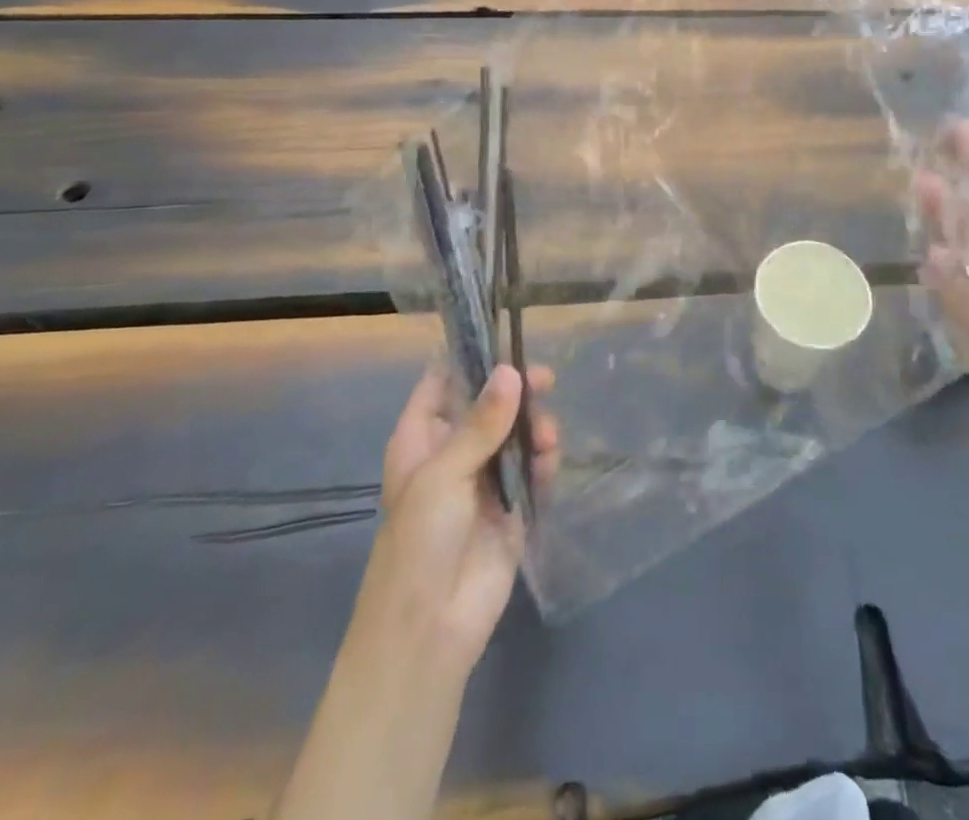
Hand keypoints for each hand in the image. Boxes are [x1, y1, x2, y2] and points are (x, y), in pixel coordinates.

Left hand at [352, 364, 558, 681]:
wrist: (430, 629)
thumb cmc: (419, 542)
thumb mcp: (443, 475)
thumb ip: (481, 423)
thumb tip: (511, 371)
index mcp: (422, 437)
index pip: (442, 381)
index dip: (470, 359)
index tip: (506, 338)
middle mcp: (452, 450)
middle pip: (488, 402)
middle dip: (516, 391)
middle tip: (545, 380)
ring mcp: (483, 477)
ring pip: (515, 431)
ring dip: (533, 426)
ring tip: (546, 438)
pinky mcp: (511, 504)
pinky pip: (532, 466)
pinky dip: (543, 458)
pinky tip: (548, 461)